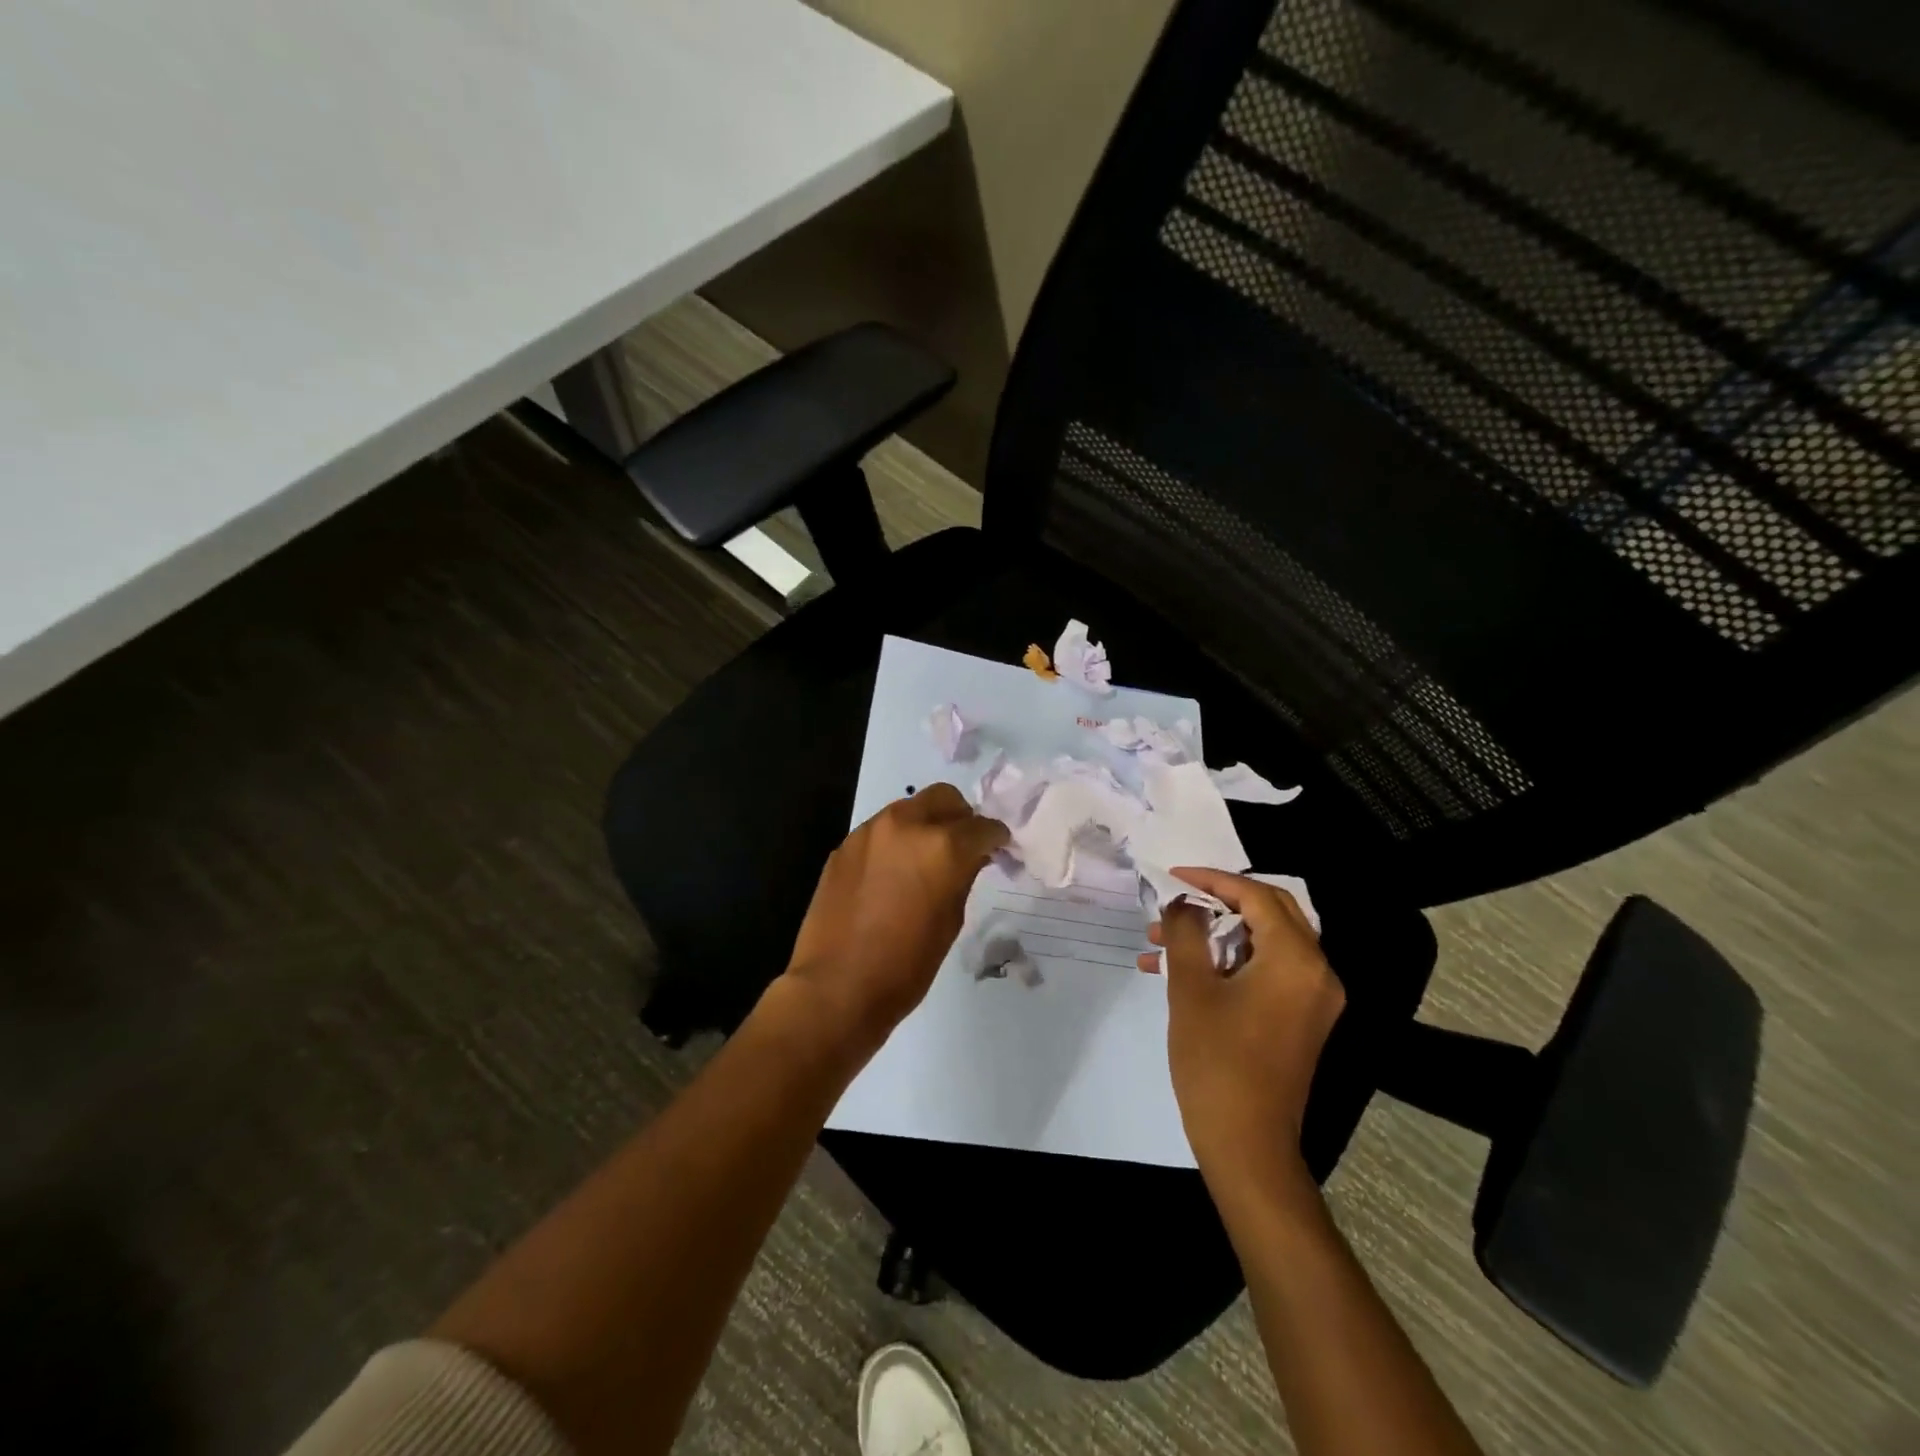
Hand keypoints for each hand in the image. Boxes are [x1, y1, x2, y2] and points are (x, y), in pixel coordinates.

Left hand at [783, 784, 1008, 1050]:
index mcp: (943, 846)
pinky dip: (896, 841)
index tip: (999, 849)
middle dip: (960, 817)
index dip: (996, 838)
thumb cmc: (905, 966)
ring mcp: (870, 832)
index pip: (983, 826)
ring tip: (926, 858)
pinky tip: (893, 873)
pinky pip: (881, 830)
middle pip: (944, 798)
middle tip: (964, 846)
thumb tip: (970, 858)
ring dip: (926, 824)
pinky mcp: (844, 846)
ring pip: (909, 808)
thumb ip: (963, 877)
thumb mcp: (951, 922)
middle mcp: (906, 825)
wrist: (836, 987)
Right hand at [1141, 867, 1345, 1176]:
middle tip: (1174, 902)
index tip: (1173, 877)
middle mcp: (1317, 972)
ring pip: (1263, 943)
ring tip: (1160, 942)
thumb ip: (1186, 931)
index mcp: (1296, 959)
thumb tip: (1183, 903)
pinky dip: (1227, 963)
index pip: (1257, 896)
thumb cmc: (1216, 1061)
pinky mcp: (1301, 1019)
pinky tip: (1179, 973)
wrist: (1246, 1144)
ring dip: (1215, 935)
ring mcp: (1313, 998)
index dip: (1212, 880)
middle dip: (1216, 903)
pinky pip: (1266, 971)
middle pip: (1269, 913)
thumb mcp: (1191, 988)